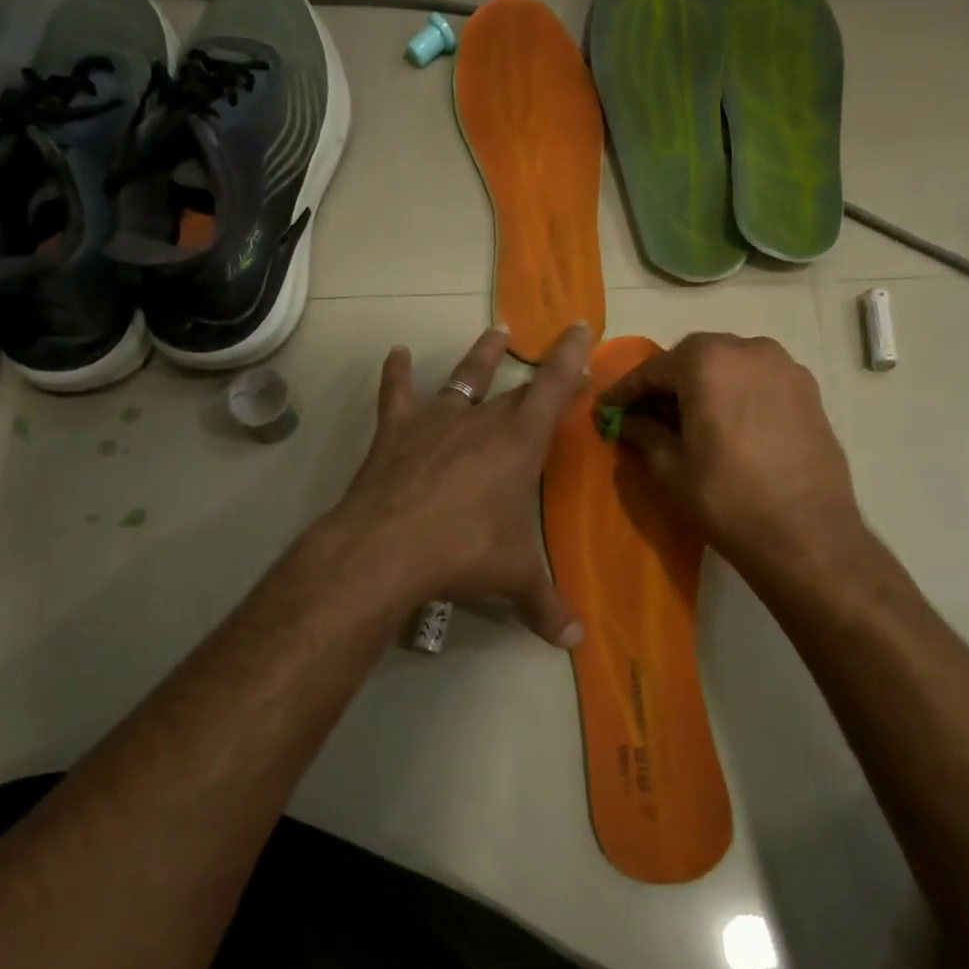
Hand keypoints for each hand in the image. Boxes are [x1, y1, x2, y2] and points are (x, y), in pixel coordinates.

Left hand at [330, 323, 591, 647]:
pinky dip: (397, 374)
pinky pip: (397, 394)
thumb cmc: (464, 553)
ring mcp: (435, 421)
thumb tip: (575, 641)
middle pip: (515, 389)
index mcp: (519, 444)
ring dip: (481, 356)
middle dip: (540, 373)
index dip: (571, 358)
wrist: (387, 548)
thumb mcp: (512, 578)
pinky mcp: (395, 432)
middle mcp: (480, 421)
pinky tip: (397, 354)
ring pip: (463, 378)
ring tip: (496, 332)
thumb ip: (545, 605)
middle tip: (556, 358)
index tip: (580, 327)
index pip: (554, 388)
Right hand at [599, 333, 863, 574]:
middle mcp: (748, 349)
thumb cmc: (727, 499)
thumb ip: (643, 433)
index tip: (607, 408)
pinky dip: (734, 391)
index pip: (653, 369)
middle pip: (694, 357)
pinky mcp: (808, 389)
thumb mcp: (670, 468)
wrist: (807, 534)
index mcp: (708, 363)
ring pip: (728, 363)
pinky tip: (725, 422)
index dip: (626, 390)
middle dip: (666, 381)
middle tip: (645, 411)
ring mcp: (784, 366)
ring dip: (702, 383)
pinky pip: (757, 378)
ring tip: (685, 417)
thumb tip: (626, 420)